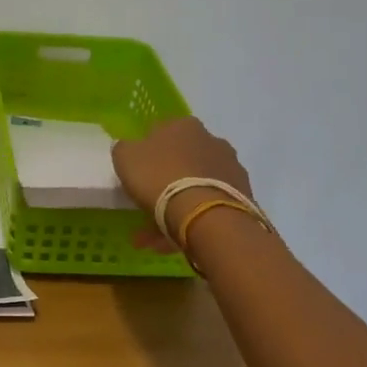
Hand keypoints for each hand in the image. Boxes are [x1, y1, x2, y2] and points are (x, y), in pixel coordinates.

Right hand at [111, 116, 254, 243]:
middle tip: (145, 208)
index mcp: (184, 125)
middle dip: (162, 184)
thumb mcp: (125, 158)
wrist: (206, 215)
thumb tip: (130, 148)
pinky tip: (176, 241)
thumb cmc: (160, 178)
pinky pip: (208, 206)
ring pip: (194, 187)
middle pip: (180, 161)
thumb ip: (125, 148)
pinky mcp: (242, 196)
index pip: (161, 132)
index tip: (137, 175)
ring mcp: (230, 168)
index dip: (146, 153)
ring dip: (176, 207)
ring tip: (156, 238)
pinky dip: (192, 220)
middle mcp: (212, 140)